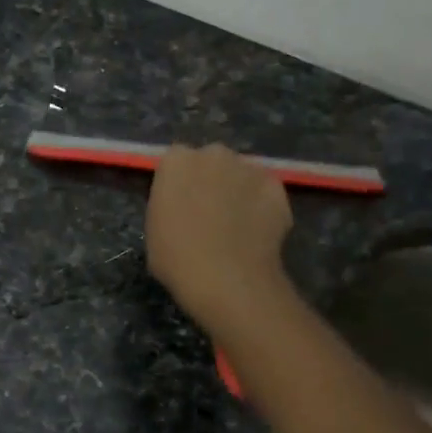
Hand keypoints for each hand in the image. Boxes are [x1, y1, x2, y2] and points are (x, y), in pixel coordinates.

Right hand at [145, 143, 293, 335]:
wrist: (226, 278)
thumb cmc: (176, 258)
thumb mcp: (154, 228)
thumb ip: (169, 204)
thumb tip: (184, 207)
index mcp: (176, 161)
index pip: (177, 161)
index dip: (181, 182)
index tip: (181, 203)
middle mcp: (213, 154)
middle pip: (212, 161)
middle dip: (212, 179)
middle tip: (210, 212)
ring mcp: (249, 168)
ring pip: (242, 175)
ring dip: (239, 191)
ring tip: (238, 225)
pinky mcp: (277, 186)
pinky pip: (266, 193)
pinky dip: (263, 207)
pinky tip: (257, 233)